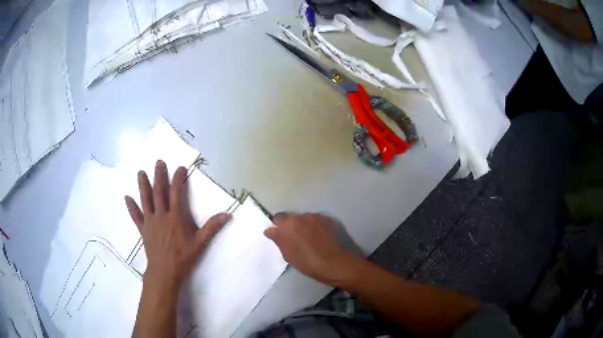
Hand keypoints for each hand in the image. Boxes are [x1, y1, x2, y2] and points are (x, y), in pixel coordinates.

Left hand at [125, 160, 229, 290]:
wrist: (165, 271)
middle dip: (159, 176)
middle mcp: (161, 215)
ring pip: (146, 200)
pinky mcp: (143, 229)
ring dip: (143, 185)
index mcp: (175, 217)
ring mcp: (150, 222)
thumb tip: (227, 214)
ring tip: (140, 172)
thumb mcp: (200, 243)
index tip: (180, 168)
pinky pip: (136, 216)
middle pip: (159, 192)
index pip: (176, 193)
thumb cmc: (183, 257)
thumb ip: (212, 227)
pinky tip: (127, 197)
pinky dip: (131, 207)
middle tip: (158, 162)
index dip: (178, 179)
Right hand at [264, 213, 360, 285]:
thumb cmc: (311, 264)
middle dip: (292, 227)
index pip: (278, 218)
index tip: (282, 238)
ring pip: (306, 219)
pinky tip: (321, 239)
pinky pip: (318, 221)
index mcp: (290, 224)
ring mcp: (319, 217)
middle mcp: (304, 215)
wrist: (340, 264)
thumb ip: (278, 240)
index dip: (278, 228)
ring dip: (305, 226)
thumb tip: (269, 230)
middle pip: (293, 218)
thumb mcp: (290, 256)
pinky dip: (316, 227)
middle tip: (295, 242)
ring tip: (310, 241)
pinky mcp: (331, 220)